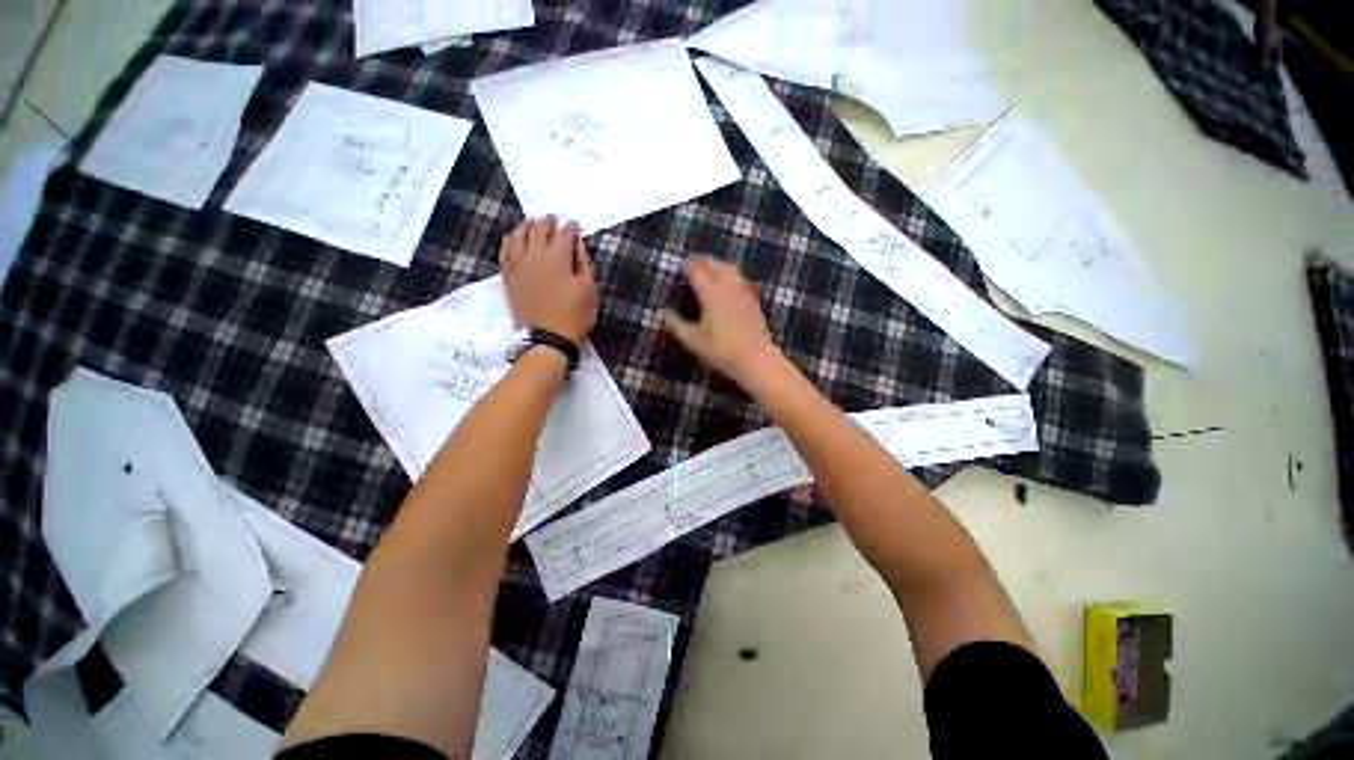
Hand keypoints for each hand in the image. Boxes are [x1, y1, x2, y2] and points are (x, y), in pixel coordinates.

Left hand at [499, 216, 596, 344]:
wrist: (547, 339)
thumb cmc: (574, 315)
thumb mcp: (588, 289)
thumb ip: (583, 263)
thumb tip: (577, 243)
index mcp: (557, 258)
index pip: (564, 235)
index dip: (571, 229)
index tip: (575, 226)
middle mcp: (534, 256)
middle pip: (539, 231)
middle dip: (547, 223)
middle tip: (553, 219)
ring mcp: (518, 266)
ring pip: (517, 237)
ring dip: (525, 227)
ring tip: (531, 223)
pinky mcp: (509, 278)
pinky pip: (505, 252)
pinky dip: (508, 242)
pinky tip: (510, 238)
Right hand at [662, 257, 780, 386]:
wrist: (756, 359)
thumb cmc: (721, 350)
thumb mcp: (693, 340)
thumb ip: (676, 324)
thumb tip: (662, 313)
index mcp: (710, 293)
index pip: (696, 270)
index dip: (687, 266)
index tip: (679, 266)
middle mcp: (727, 286)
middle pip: (714, 265)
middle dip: (702, 262)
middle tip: (692, 264)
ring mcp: (743, 291)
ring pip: (730, 269)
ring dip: (717, 265)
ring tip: (709, 269)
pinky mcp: (753, 300)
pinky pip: (740, 279)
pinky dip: (731, 275)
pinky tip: (729, 284)